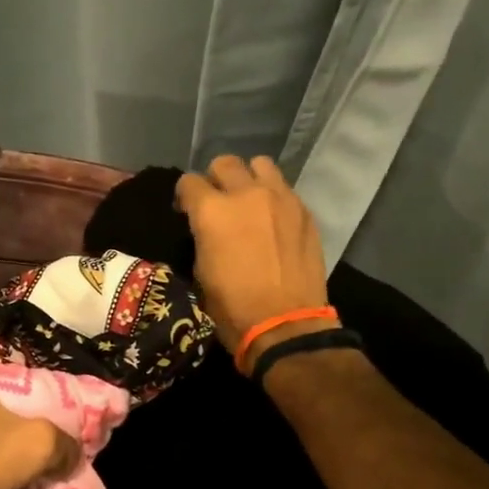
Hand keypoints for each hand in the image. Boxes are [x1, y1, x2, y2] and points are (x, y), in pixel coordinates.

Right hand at [175, 156, 331, 366]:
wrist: (283, 324)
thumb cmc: (232, 307)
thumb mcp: (201, 272)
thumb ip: (202, 238)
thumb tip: (206, 229)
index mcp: (212, 211)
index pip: (189, 182)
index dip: (185, 196)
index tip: (186, 211)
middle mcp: (246, 194)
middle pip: (225, 163)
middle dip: (216, 179)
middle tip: (218, 202)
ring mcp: (280, 199)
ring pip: (260, 165)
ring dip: (249, 179)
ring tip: (249, 201)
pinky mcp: (304, 211)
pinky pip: (284, 189)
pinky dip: (274, 198)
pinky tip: (273, 221)